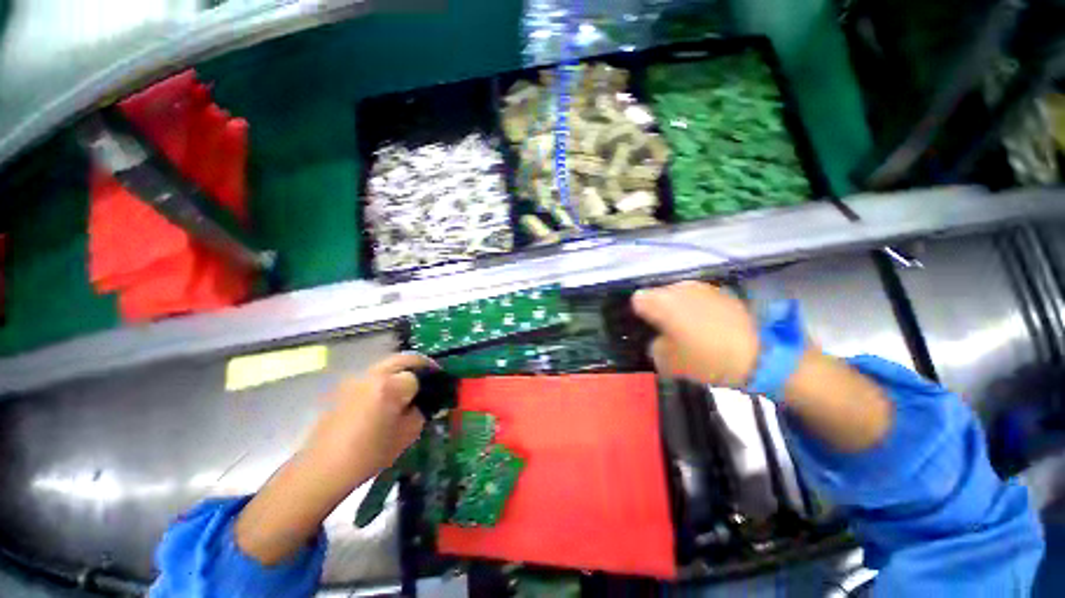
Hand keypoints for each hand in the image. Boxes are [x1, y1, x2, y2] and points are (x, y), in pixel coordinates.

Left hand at [305, 353, 434, 481]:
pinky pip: (372, 376)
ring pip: (387, 365)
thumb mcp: (407, 435)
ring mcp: (355, 379)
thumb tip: (423, 402)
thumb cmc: (369, 454)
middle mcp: (372, 375)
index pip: (417, 375)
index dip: (428, 383)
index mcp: (390, 386)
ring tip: (408, 386)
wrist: (321, 469)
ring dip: (401, 370)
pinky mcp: (343, 387)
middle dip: (419, 364)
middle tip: (430, 374)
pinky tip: (385, 397)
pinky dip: (385, 379)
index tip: (436, 389)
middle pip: (403, 359)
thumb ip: (421, 412)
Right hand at [632, 281, 759, 387]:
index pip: (637, 300)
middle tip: (669, 331)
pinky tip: (710, 325)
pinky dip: (697, 308)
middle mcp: (678, 288)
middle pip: (658, 295)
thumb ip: (654, 347)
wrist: (760, 355)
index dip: (640, 315)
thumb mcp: (669, 363)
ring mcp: (701, 287)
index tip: (650, 329)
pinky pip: (698, 298)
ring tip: (690, 328)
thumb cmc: (706, 358)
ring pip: (678, 295)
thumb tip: (659, 339)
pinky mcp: (721, 291)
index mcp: (661, 302)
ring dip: (678, 308)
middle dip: (659, 310)